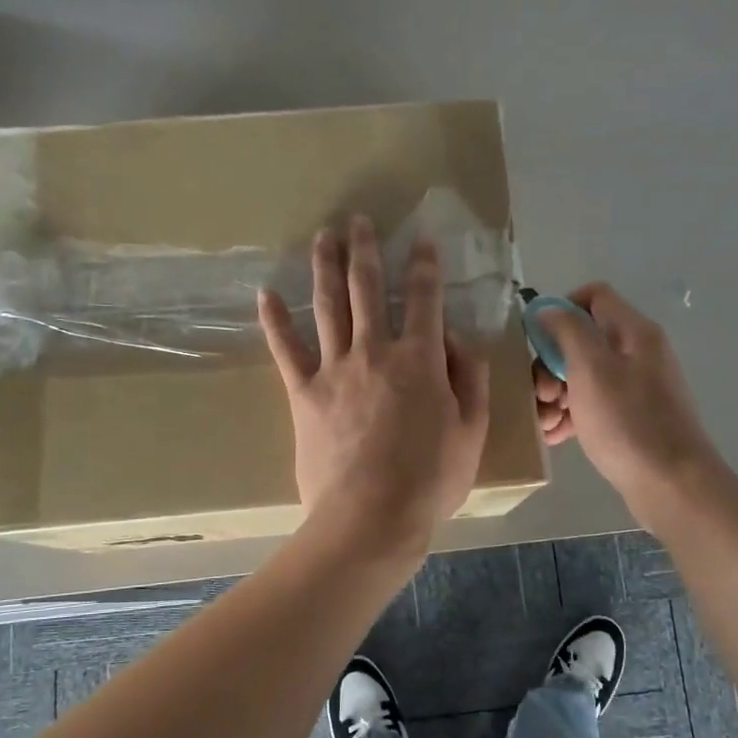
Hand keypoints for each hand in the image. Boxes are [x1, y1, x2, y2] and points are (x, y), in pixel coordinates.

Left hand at [260, 216, 490, 559]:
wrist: (371, 516)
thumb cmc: (430, 480)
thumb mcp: (472, 432)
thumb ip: (471, 381)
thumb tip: (459, 341)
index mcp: (421, 360)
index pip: (424, 298)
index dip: (425, 264)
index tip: (422, 238)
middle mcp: (375, 352)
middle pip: (367, 288)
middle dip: (366, 250)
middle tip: (359, 220)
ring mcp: (334, 370)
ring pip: (328, 306)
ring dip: (325, 266)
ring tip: (322, 236)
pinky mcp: (303, 394)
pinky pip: (286, 350)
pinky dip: (275, 321)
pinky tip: (265, 294)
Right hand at [532, 283, 724, 527]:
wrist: (672, 484)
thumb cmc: (627, 422)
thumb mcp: (590, 369)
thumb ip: (567, 331)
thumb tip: (548, 308)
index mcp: (634, 332)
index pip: (594, 296)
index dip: (561, 309)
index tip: (537, 340)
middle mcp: (638, 353)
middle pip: (584, 340)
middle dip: (551, 363)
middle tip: (541, 394)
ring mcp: (637, 387)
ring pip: (584, 375)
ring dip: (557, 393)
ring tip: (543, 422)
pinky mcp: (633, 418)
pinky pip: (595, 405)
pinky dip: (573, 414)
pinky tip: (556, 436)